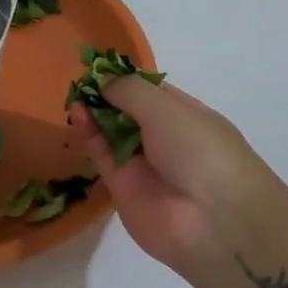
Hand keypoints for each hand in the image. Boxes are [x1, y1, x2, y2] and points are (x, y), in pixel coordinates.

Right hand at [70, 78, 269, 281]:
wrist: (212, 221)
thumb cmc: (199, 150)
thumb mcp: (167, 108)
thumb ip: (130, 91)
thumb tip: (103, 82)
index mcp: (187, 115)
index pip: (152, 91)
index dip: (126, 79)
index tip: (99, 67)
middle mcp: (166, 138)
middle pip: (129, 112)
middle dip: (107, 96)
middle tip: (82, 81)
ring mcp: (144, 164)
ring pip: (112, 134)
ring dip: (95, 113)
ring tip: (75, 96)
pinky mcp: (122, 187)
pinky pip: (102, 155)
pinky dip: (89, 135)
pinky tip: (77, 114)